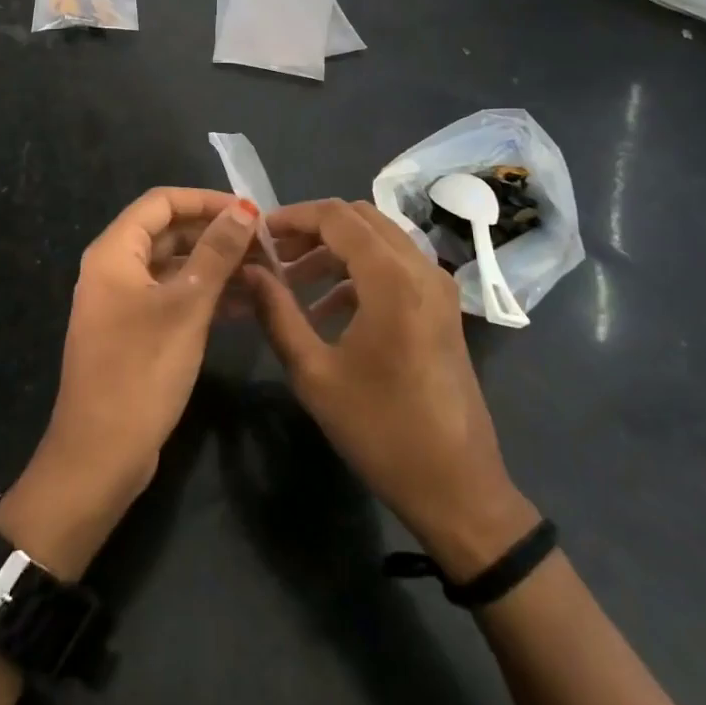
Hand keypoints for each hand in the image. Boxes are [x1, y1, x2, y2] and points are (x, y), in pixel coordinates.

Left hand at [0, 188, 260, 578]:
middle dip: (215, 234)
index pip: (162, 202)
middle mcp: (114, 268)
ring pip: (173, 266)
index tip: (251, 212)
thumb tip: (244, 211)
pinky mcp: (134, 331)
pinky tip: (244, 304)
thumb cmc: (142, 371)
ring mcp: (122, 302)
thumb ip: (216, 253)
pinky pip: (172, 297)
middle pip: (168, 232)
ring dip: (214, 266)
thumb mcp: (186, 306)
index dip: (206, 200)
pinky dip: (204, 295)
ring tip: (264, 272)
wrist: (100, 455)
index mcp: (114, 252)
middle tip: (264, 245)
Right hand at [245, 199, 538, 581]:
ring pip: (379, 238)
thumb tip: (248, 271)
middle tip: (274, 254)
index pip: (336, 217)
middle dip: (313, 228)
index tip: (258, 233)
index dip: (293, 216)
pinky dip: (358, 270)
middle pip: (360, 218)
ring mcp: (437, 286)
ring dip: (335, 249)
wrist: (457, 488)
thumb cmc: (380, 430)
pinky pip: (395, 265)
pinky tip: (327, 309)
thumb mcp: (315, 374)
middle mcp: (421, 269)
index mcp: (392, 279)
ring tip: (292, 280)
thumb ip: (277, 313)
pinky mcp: (442, 306)